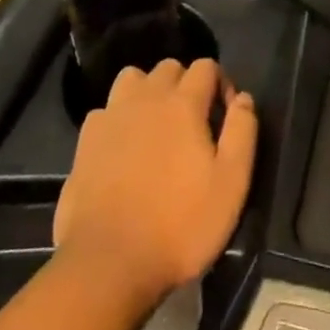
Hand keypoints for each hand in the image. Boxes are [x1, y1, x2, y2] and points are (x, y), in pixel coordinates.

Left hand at [53, 59, 257, 312]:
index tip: (225, 116)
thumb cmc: (179, 225)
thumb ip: (242, 132)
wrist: (108, 263)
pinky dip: (118, 118)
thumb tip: (243, 98)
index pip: (206, 66)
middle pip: (169, 67)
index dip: (221, 84)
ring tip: (156, 125)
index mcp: (183, 103)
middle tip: (193, 122)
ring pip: (133, 78)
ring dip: (148, 91)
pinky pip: (106, 110)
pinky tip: (123, 146)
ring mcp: (111, 116)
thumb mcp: (230, 184)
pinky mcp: (86, 140)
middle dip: (185, 84)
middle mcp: (146, 97)